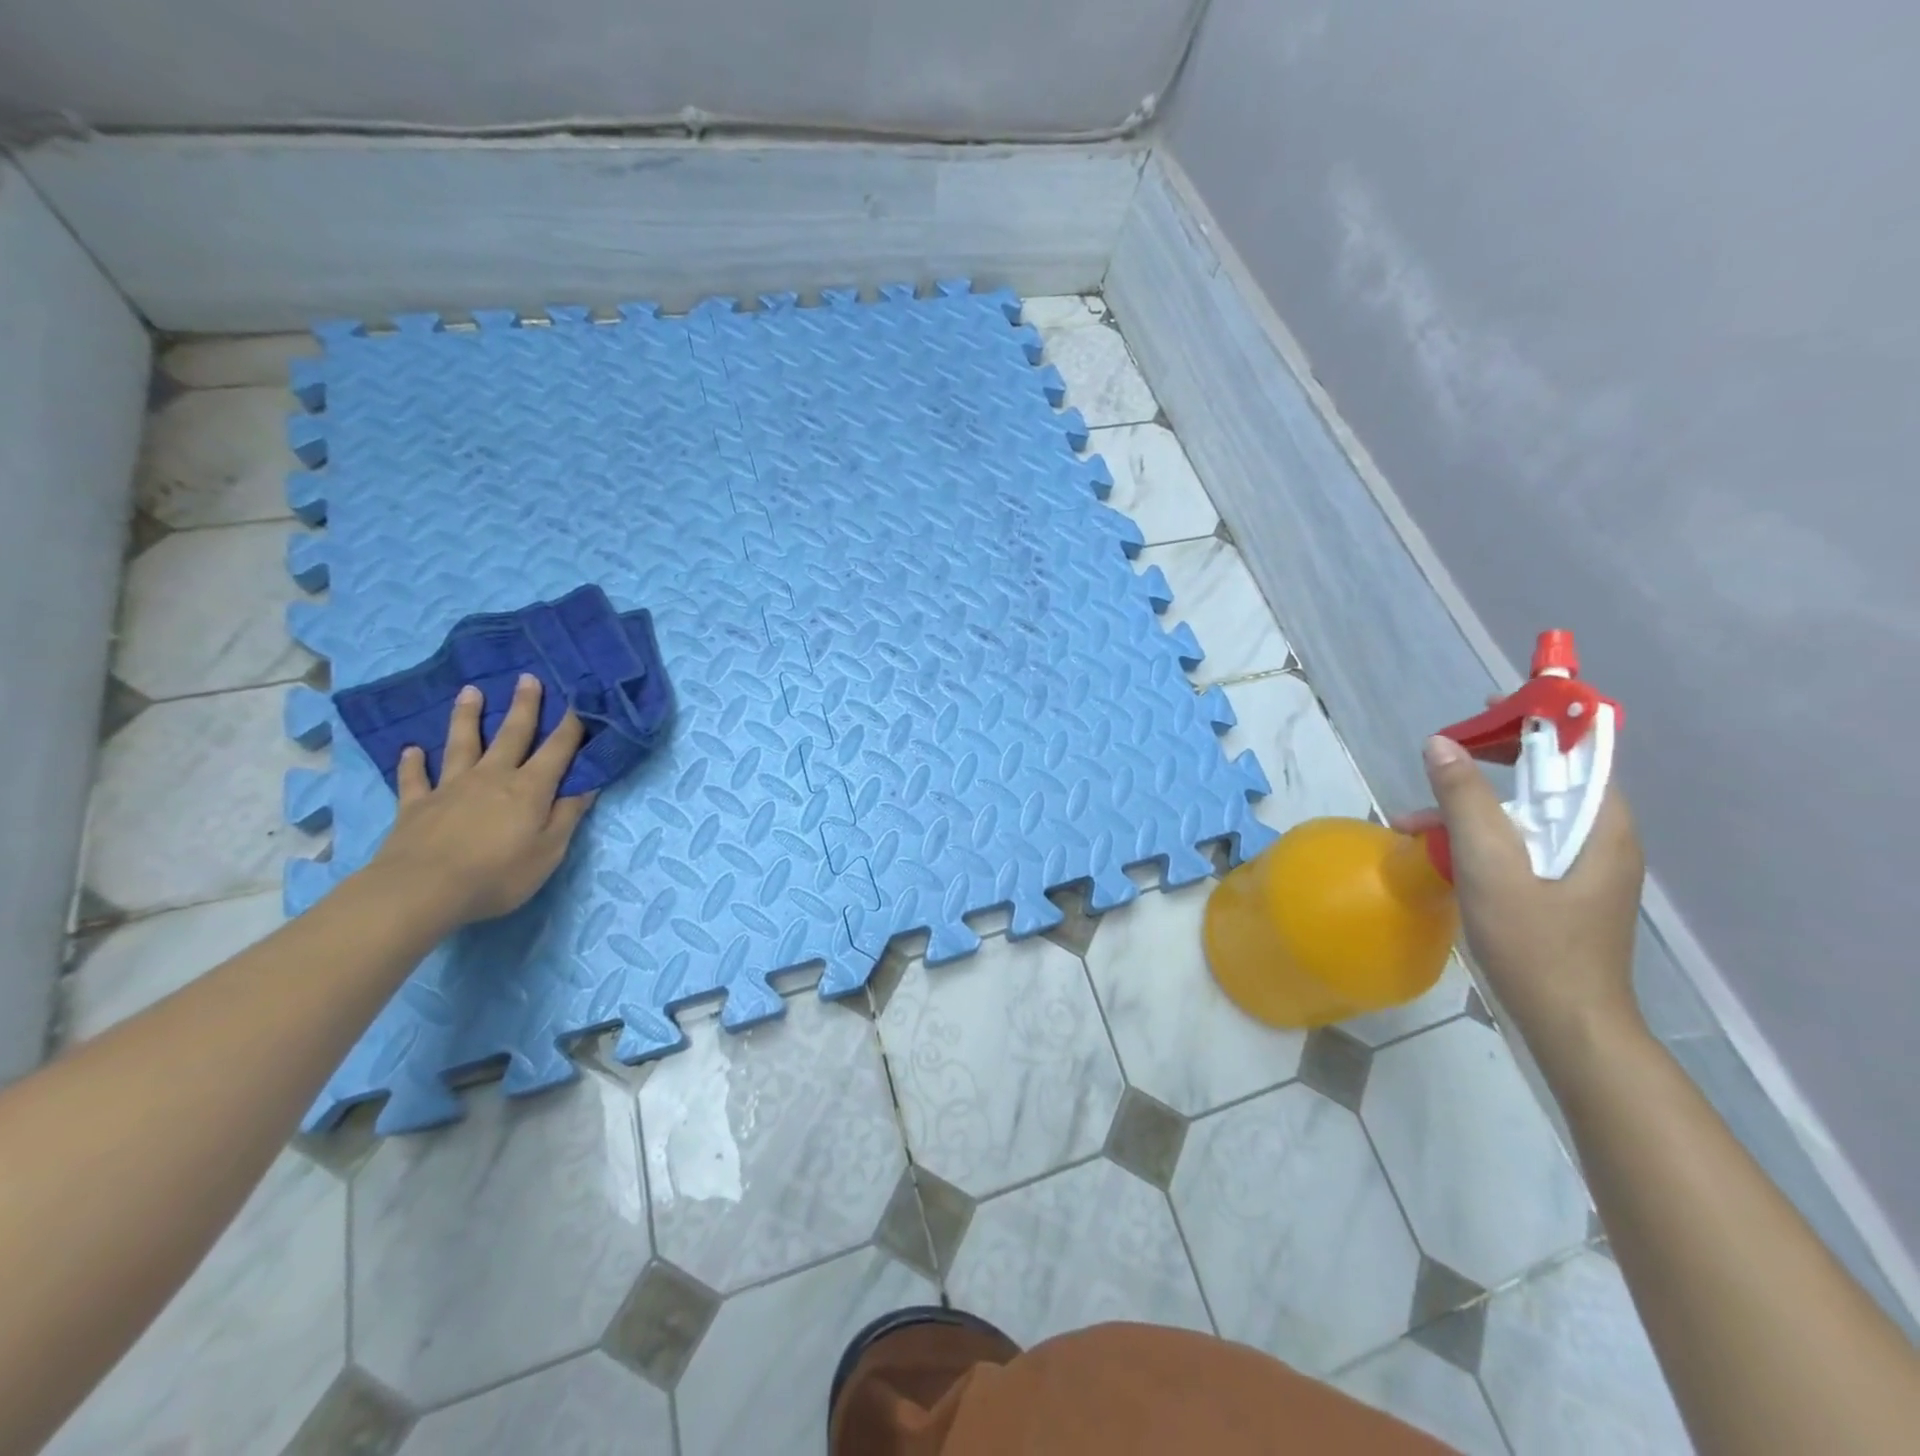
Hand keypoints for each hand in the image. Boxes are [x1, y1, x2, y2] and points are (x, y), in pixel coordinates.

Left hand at [369, 674, 596, 926]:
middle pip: (512, 735)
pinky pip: (415, 779)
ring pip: (462, 744)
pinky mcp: (416, 805)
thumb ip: (568, 814)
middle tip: (528, 677)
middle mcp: (492, 777)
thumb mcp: (549, 850)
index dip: (572, 725)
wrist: (422, 890)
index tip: (580, 700)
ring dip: (467, 717)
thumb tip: (588, 783)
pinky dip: (413, 763)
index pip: (558, 749)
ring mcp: (451, 788)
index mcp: (529, 788)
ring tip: (470, 691)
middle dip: (524, 706)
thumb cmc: (498, 874)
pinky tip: (410, 750)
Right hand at [1396, 734, 1645, 1047]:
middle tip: (1440, 762)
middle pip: (1546, 781)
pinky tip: (1438, 856)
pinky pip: (1518, 846)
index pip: (1579, 751)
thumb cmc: (1535, 943)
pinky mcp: (1561, 890)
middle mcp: (1598, 839)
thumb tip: (1440, 744)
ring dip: (1470, 811)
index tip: (1490, 709)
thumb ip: (1466, 802)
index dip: (1539, 721)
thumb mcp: (1490, 866)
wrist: (1569, 1023)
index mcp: (1600, 826)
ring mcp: (1581, 867)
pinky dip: (1478, 840)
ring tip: (1413, 825)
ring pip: (1525, 817)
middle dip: (1489, 768)